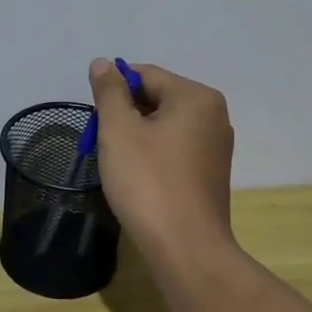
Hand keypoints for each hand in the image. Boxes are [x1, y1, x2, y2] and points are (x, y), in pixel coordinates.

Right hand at [88, 58, 235, 260]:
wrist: (186, 247)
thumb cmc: (148, 182)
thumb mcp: (119, 131)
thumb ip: (109, 92)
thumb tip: (103, 63)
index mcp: (196, 97)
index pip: (145, 74)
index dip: (113, 91)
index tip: (95, 120)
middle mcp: (213, 114)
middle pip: (157, 98)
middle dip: (125, 115)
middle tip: (102, 143)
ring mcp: (216, 145)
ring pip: (165, 125)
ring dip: (137, 136)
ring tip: (119, 162)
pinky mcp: (211, 172)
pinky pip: (175, 148)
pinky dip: (153, 154)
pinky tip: (139, 177)